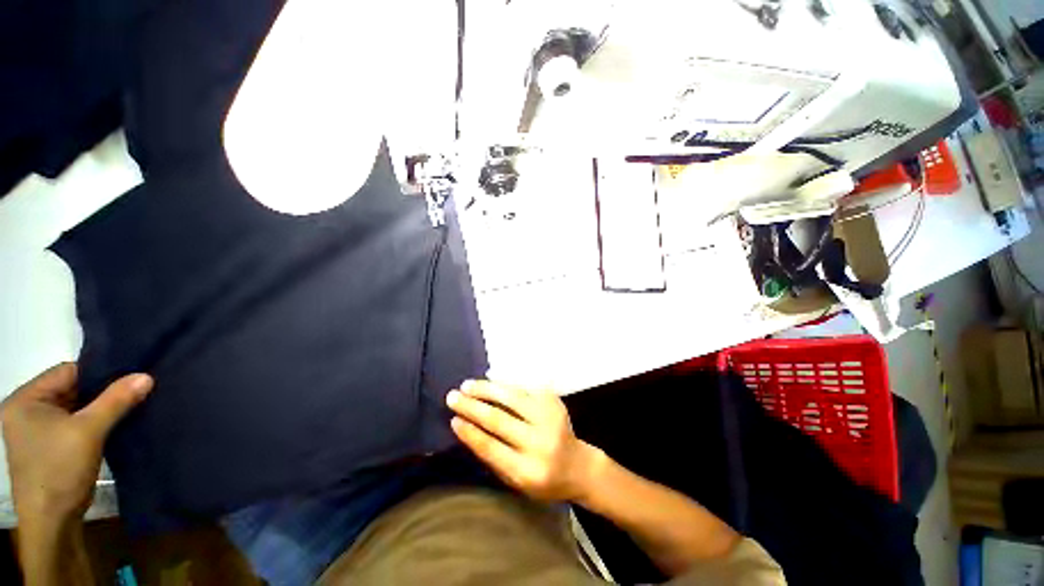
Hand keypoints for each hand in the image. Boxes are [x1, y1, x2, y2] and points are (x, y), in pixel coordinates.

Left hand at [1, 363, 152, 522]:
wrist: (52, 522)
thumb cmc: (60, 469)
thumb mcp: (89, 432)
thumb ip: (115, 400)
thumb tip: (146, 376)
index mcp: (25, 399)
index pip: (67, 372)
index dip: (98, 374)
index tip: (128, 378)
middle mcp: (26, 410)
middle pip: (70, 390)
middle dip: (99, 394)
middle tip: (132, 393)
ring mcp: (36, 430)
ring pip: (74, 408)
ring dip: (98, 410)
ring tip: (126, 408)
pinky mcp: (48, 446)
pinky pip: (73, 424)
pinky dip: (92, 424)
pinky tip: (111, 427)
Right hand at [446, 380, 601, 501]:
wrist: (578, 466)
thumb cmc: (543, 480)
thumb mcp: (517, 481)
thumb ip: (495, 457)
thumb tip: (469, 428)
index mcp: (528, 471)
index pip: (492, 448)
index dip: (470, 432)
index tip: (453, 419)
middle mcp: (540, 442)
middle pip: (499, 419)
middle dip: (472, 406)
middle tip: (453, 396)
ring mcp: (550, 418)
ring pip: (512, 397)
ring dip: (487, 389)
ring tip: (468, 385)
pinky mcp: (554, 402)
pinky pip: (525, 389)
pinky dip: (505, 384)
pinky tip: (491, 380)